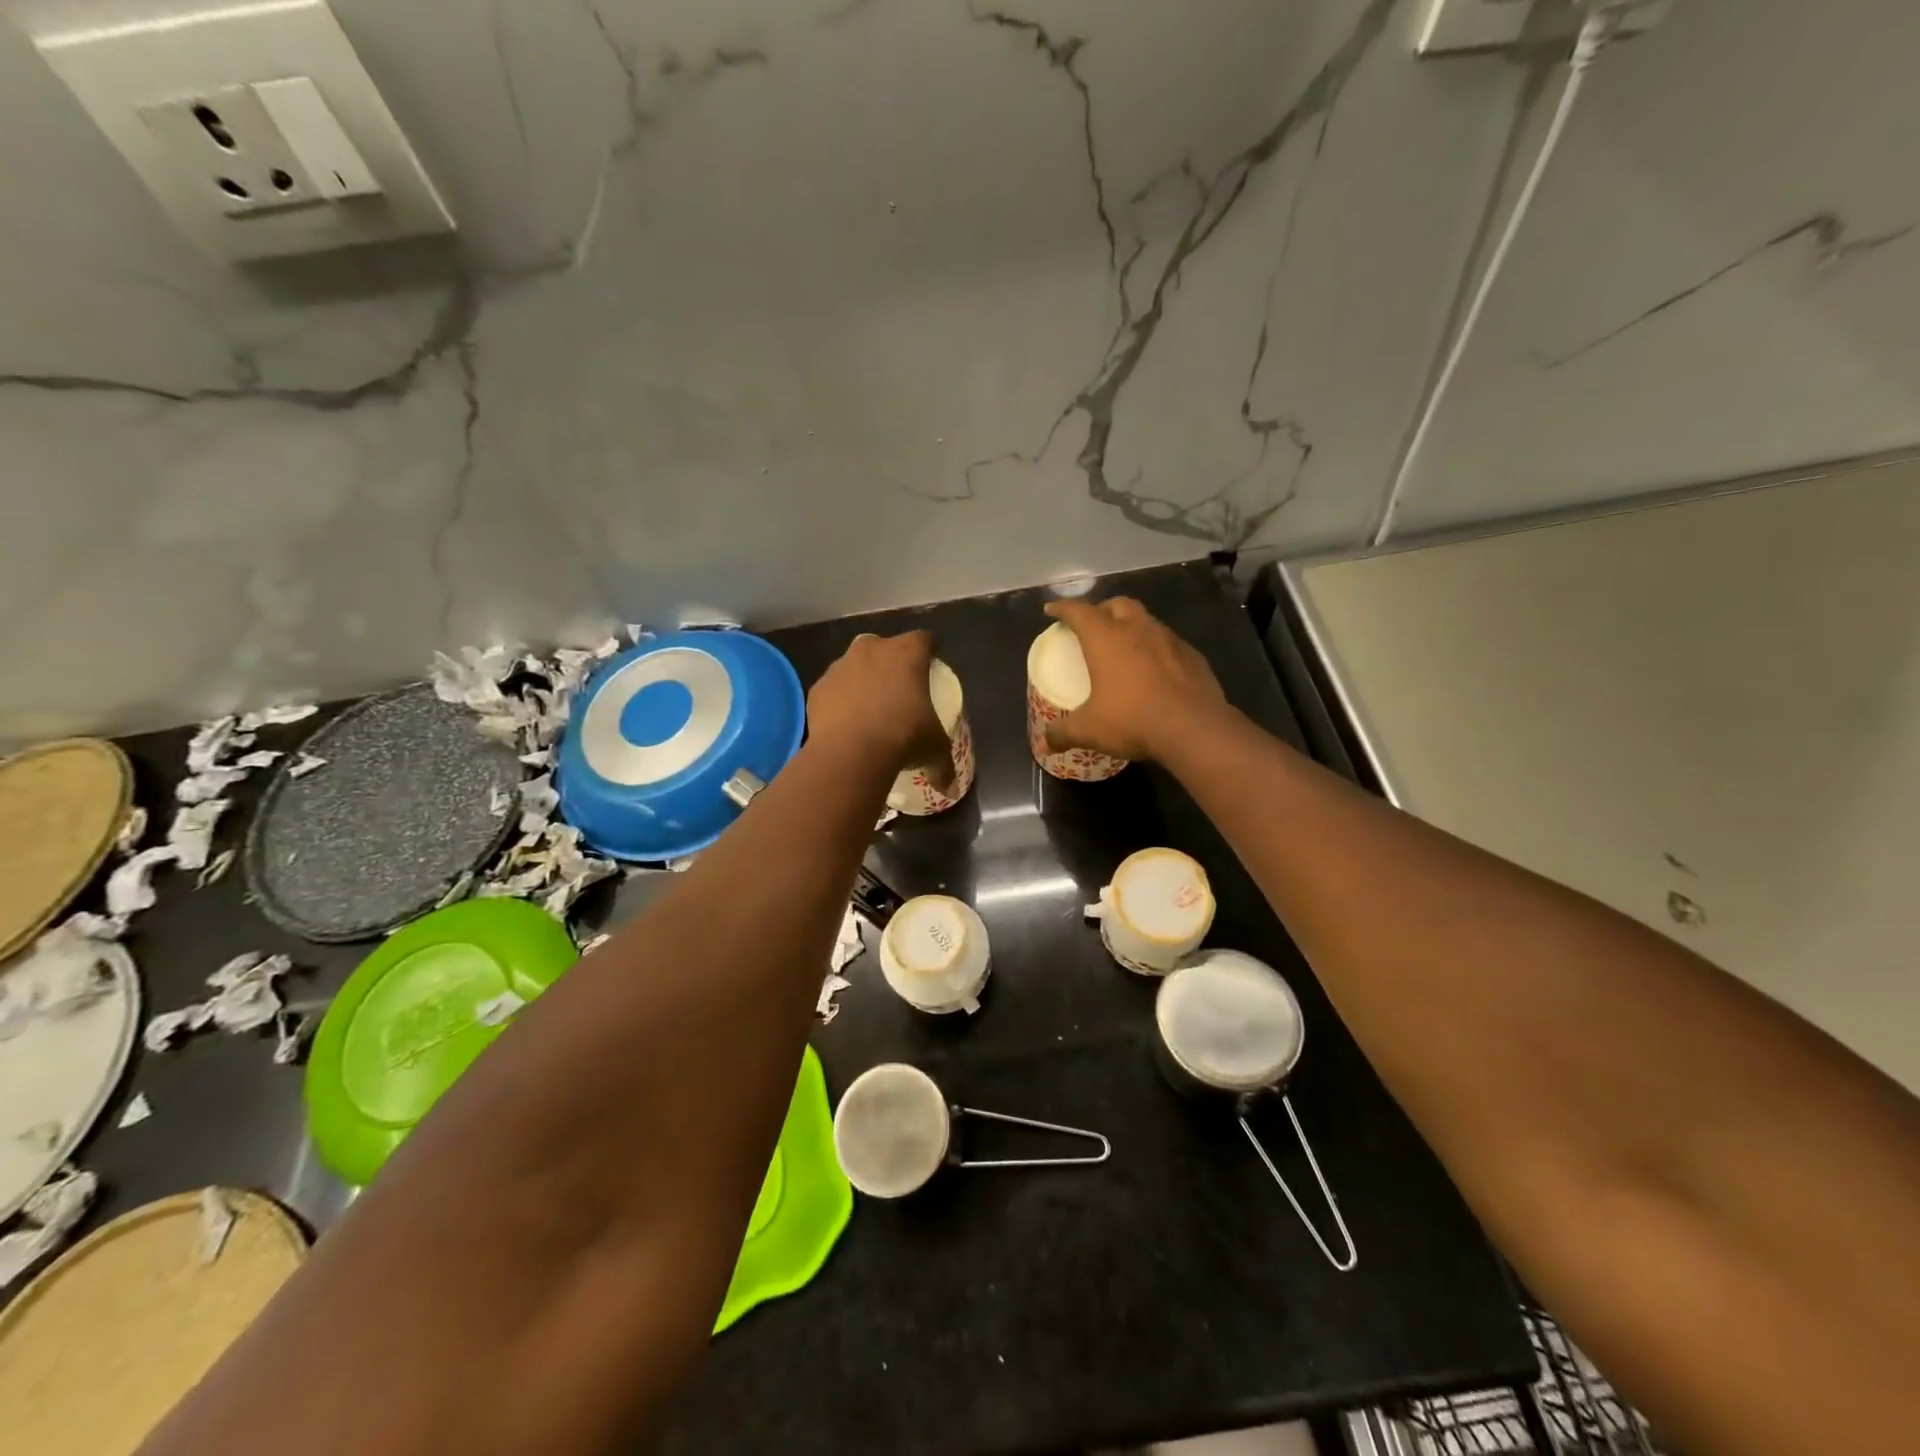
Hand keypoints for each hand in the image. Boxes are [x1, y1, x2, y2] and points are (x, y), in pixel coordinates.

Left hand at [807, 630, 956, 789]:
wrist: (850, 752)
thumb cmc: (903, 737)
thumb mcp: (934, 749)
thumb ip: (943, 764)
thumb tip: (948, 787)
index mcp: (907, 653)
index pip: (924, 639)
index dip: (929, 651)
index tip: (931, 666)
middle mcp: (872, 649)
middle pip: (885, 646)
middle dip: (891, 661)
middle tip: (898, 688)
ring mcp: (841, 665)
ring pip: (855, 664)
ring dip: (862, 679)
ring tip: (869, 708)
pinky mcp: (818, 687)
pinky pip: (834, 688)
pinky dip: (840, 700)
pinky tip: (846, 722)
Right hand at [1042, 597, 1230, 762]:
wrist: (1193, 728)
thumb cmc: (1132, 720)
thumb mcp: (1089, 730)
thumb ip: (1063, 733)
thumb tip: (1045, 743)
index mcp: (1105, 638)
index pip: (1078, 611)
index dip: (1062, 608)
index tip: (1052, 610)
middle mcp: (1137, 628)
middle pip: (1117, 605)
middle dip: (1102, 610)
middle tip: (1093, 626)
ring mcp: (1168, 639)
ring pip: (1145, 620)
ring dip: (1131, 626)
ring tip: (1123, 646)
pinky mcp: (1192, 655)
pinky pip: (1168, 642)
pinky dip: (1155, 648)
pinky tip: (1154, 668)